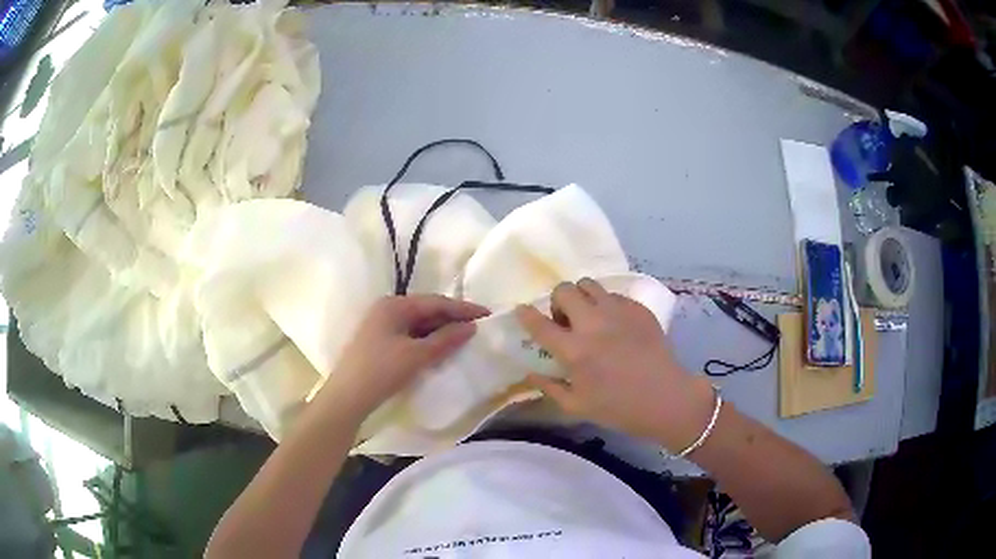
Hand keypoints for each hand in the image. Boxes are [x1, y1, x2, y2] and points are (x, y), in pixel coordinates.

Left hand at [317, 295, 489, 420]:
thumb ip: (445, 339)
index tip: (487, 314)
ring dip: (440, 330)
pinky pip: (410, 335)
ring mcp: (381, 326)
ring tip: (465, 338)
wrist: (347, 398)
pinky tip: (440, 349)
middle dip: (452, 318)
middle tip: (479, 327)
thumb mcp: (416, 355)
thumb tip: (471, 327)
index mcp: (394, 305)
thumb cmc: (381, 371)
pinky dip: (427, 341)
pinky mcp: (380, 342)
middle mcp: (387, 309)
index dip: (462, 308)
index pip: (435, 302)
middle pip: (426, 310)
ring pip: (418, 324)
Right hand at [516, 279, 714, 452]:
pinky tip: (615, 324)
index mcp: (574, 350)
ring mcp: (618, 312)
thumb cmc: (619, 408)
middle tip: (566, 320)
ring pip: (589, 284)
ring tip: (590, 316)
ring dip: (582, 297)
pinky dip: (607, 304)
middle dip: (558, 302)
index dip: (526, 314)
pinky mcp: (638, 309)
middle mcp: (593, 324)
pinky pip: (614, 294)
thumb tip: (531, 373)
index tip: (522, 310)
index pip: (539, 324)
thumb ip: (549, 388)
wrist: (666, 398)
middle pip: (564, 290)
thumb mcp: (577, 407)